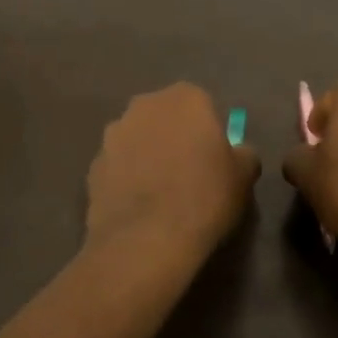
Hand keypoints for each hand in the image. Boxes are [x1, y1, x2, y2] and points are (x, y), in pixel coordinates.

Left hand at [86, 83, 259, 259]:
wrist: (146, 239)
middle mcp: (144, 105)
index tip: (214, 159)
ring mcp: (114, 133)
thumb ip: (243, 153)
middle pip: (165, 117)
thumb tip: (236, 152)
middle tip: (189, 173)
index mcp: (185, 98)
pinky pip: (119, 165)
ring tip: (161, 194)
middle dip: (175, 137)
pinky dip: (128, 178)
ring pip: (138, 139)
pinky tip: (139, 207)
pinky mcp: (94, 163)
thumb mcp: (243, 176)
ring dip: (148, 155)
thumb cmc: (204, 198)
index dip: (209, 132)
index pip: (202, 105)